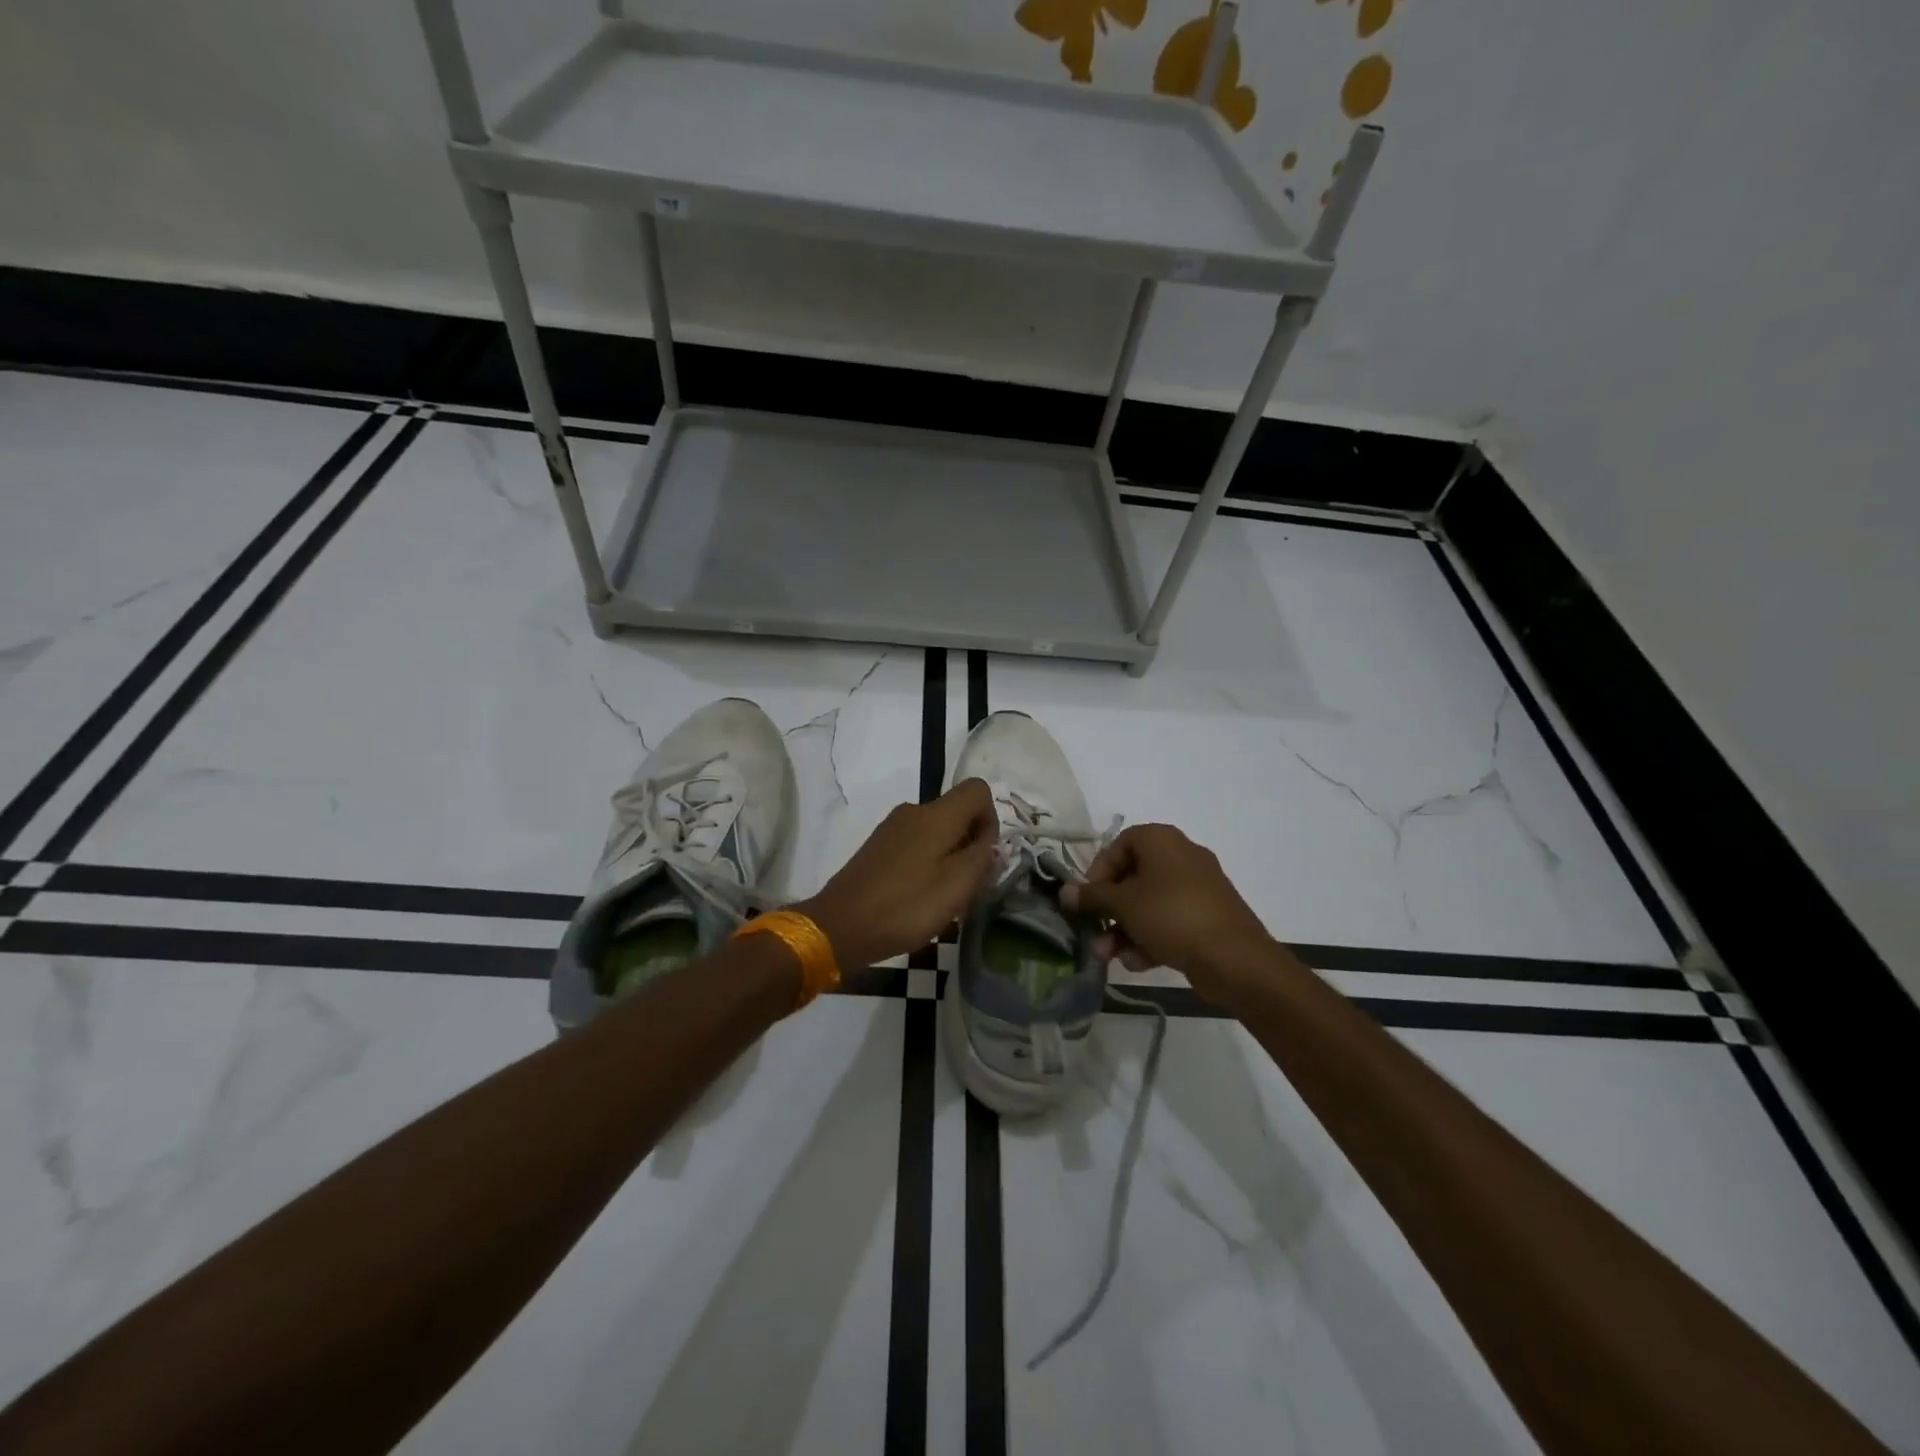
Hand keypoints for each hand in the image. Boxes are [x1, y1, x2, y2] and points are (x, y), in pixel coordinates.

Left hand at [795, 778, 997, 968]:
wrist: (840, 926)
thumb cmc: (905, 906)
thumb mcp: (957, 887)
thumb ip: (982, 858)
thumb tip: (988, 842)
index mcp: (936, 815)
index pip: (977, 789)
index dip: (991, 818)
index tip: (984, 855)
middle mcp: (913, 811)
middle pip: (957, 812)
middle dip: (970, 843)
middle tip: (968, 885)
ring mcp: (891, 828)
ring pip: (937, 831)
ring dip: (950, 857)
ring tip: (943, 897)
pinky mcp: (878, 847)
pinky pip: (916, 844)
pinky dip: (928, 864)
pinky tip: (919, 897)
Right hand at [1061, 823, 1276, 1006]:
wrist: (1236, 959)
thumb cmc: (1172, 917)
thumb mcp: (1124, 905)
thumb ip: (1092, 897)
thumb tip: (1064, 891)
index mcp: (1162, 841)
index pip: (1119, 844)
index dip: (1098, 870)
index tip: (1088, 897)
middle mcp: (1180, 857)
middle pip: (1132, 877)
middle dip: (1109, 910)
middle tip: (1093, 933)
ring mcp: (1197, 888)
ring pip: (1148, 904)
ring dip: (1124, 929)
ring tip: (1110, 956)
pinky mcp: (1206, 917)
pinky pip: (1168, 921)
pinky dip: (1150, 938)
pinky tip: (1138, 963)